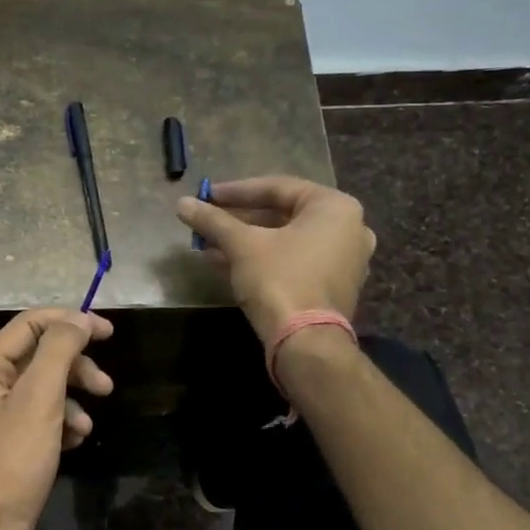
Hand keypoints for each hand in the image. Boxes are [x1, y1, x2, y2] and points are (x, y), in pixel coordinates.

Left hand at [0, 308, 113, 529]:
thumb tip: (77, 319)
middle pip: (38, 357)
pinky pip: (40, 421)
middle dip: (75, 366)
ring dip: (72, 400)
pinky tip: (74, 443)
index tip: (109, 332)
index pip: (29, 325)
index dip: (70, 321)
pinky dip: (62, 425)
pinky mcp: (8, 448)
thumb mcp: (38, 400)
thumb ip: (58, 351)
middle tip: (106, 386)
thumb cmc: (10, 463)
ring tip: (88, 425)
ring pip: (44, 391)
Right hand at [176, 176, 375, 343]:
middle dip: (239, 219)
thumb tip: (181, 204)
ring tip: (208, 244)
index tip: (206, 195)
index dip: (235, 191)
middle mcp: (348, 229)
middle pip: (282, 214)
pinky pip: (293, 261)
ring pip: (285, 240)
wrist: (306, 342)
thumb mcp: (242, 245)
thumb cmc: (279, 279)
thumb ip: (213, 221)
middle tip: (207, 220)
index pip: (277, 188)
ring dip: (245, 241)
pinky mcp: (332, 287)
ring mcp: (344, 260)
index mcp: (334, 207)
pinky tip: (225, 263)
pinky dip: (262, 259)